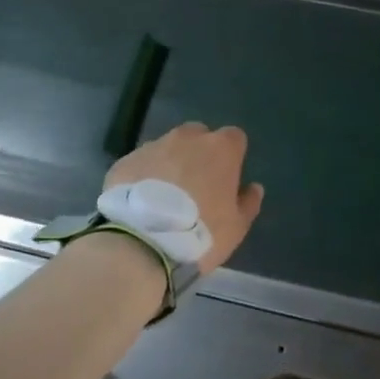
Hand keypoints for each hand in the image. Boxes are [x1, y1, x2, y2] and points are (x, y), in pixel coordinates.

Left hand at [105, 122, 265, 273]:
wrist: (143, 242)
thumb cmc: (201, 232)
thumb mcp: (237, 226)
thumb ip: (248, 203)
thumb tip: (254, 188)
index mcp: (220, 149)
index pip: (234, 138)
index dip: (232, 156)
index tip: (227, 177)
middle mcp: (187, 139)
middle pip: (198, 136)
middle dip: (199, 153)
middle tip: (195, 185)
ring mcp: (152, 146)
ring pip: (167, 148)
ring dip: (170, 164)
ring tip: (163, 197)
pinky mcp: (125, 161)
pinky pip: (141, 164)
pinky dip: (144, 176)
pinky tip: (141, 203)